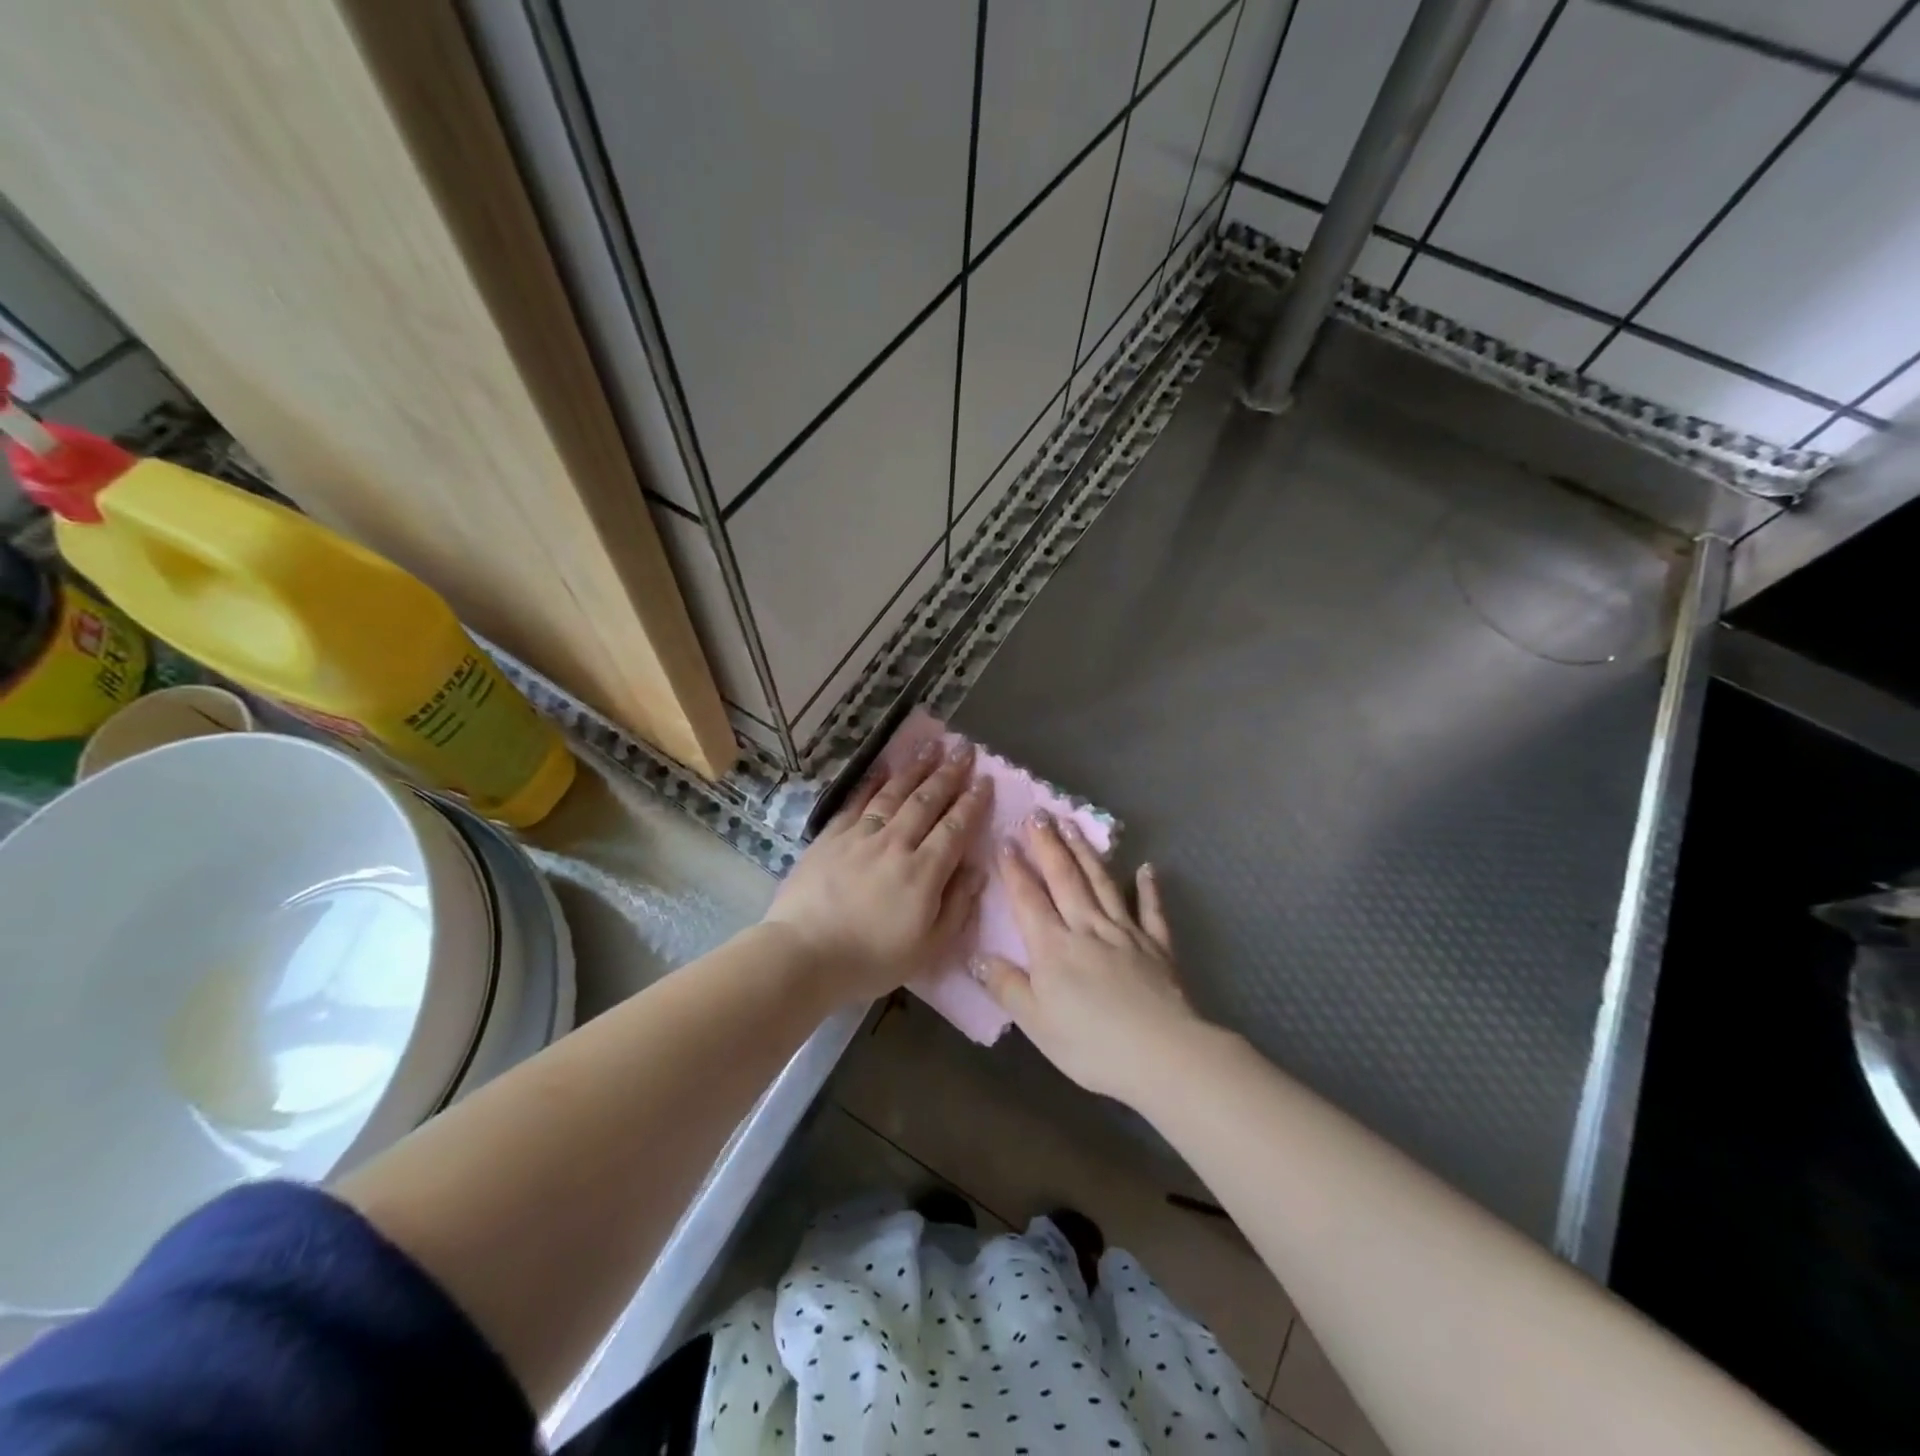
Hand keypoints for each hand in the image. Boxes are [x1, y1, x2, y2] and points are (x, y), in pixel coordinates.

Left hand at [763, 740, 991, 1002]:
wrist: (803, 955)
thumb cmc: (870, 960)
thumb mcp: (928, 948)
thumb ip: (957, 906)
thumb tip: (977, 869)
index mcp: (923, 872)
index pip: (955, 828)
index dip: (972, 802)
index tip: (985, 780)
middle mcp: (895, 844)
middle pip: (926, 801)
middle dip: (949, 772)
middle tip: (964, 748)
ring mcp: (860, 836)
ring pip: (894, 793)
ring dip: (915, 767)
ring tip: (932, 744)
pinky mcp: (831, 837)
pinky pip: (858, 801)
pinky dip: (874, 782)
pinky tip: (884, 769)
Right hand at [973, 815, 1202, 1104]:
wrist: (1163, 1055)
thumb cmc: (1092, 1045)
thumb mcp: (1036, 1023)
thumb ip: (1007, 986)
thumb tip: (976, 956)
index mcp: (1054, 947)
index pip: (1029, 899)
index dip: (1015, 869)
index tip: (1005, 839)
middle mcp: (1087, 928)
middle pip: (1065, 879)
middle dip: (1049, 845)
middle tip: (1039, 813)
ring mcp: (1126, 933)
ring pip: (1101, 884)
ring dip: (1086, 853)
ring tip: (1073, 824)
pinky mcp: (1157, 946)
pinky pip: (1151, 911)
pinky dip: (1148, 888)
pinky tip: (1146, 868)